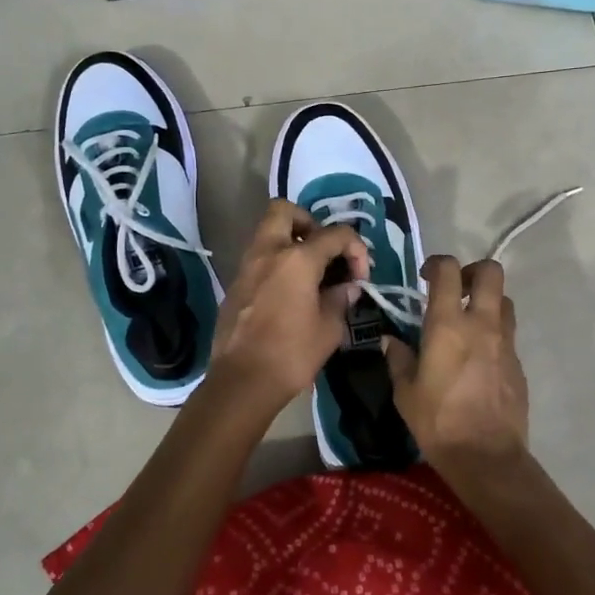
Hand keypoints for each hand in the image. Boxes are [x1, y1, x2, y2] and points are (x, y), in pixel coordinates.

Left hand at [209, 200, 369, 406]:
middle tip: (324, 251)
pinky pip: (258, 259)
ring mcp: (246, 267)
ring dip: (290, 243)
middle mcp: (268, 252)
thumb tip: (347, 286)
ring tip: (310, 273)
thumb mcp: (329, 328)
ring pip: (267, 233)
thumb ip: (341, 299)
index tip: (360, 276)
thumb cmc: (291, 354)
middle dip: (309, 223)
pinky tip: (289, 292)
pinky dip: (276, 263)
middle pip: (285, 211)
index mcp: (297, 259)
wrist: (242, 382)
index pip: (335, 234)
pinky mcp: (235, 285)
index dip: (356, 249)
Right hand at [383, 255, 529, 469]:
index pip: (448, 270)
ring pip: (504, 301)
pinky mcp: (519, 363)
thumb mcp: (405, 392)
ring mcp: (506, 343)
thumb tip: (391, 341)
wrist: (486, 457)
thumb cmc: (437, 422)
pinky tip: (479, 358)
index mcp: (448, 325)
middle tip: (456, 289)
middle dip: (473, 271)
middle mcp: (482, 324)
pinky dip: (494, 334)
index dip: (436, 264)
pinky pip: (508, 334)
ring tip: (469, 322)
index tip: (426, 276)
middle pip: (490, 272)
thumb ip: (399, 359)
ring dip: (487, 302)